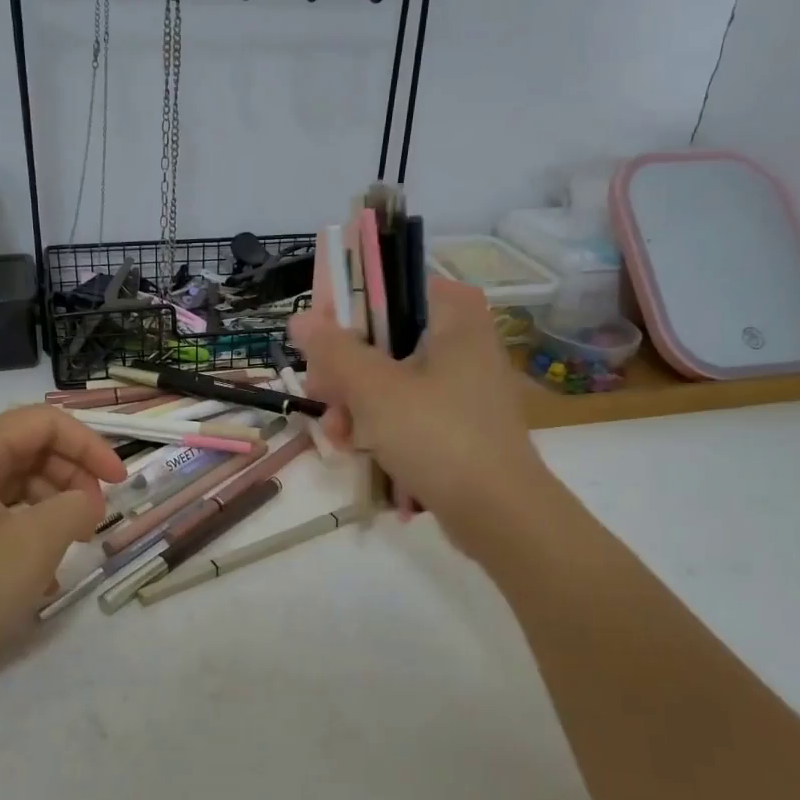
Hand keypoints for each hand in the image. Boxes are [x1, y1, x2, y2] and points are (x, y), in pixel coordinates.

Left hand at [0, 407, 124, 695]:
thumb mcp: (34, 544)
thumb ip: (76, 506)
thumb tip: (87, 501)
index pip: (43, 423)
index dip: (89, 446)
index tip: (120, 483)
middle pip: (30, 447)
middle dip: (72, 476)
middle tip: (96, 518)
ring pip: (18, 481)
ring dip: (55, 505)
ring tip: (75, 544)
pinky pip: (1, 512)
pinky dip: (31, 529)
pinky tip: (46, 570)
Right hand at [291, 278, 546, 562]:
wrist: (498, 513)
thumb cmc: (437, 436)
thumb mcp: (374, 389)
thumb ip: (334, 349)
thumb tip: (300, 317)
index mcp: (454, 316)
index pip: (390, 286)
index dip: (348, 308)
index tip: (319, 340)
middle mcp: (463, 341)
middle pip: (385, 337)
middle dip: (345, 371)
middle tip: (320, 393)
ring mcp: (462, 385)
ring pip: (391, 378)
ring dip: (355, 404)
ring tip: (336, 436)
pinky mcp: (458, 423)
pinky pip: (408, 410)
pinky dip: (380, 425)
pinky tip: (357, 450)